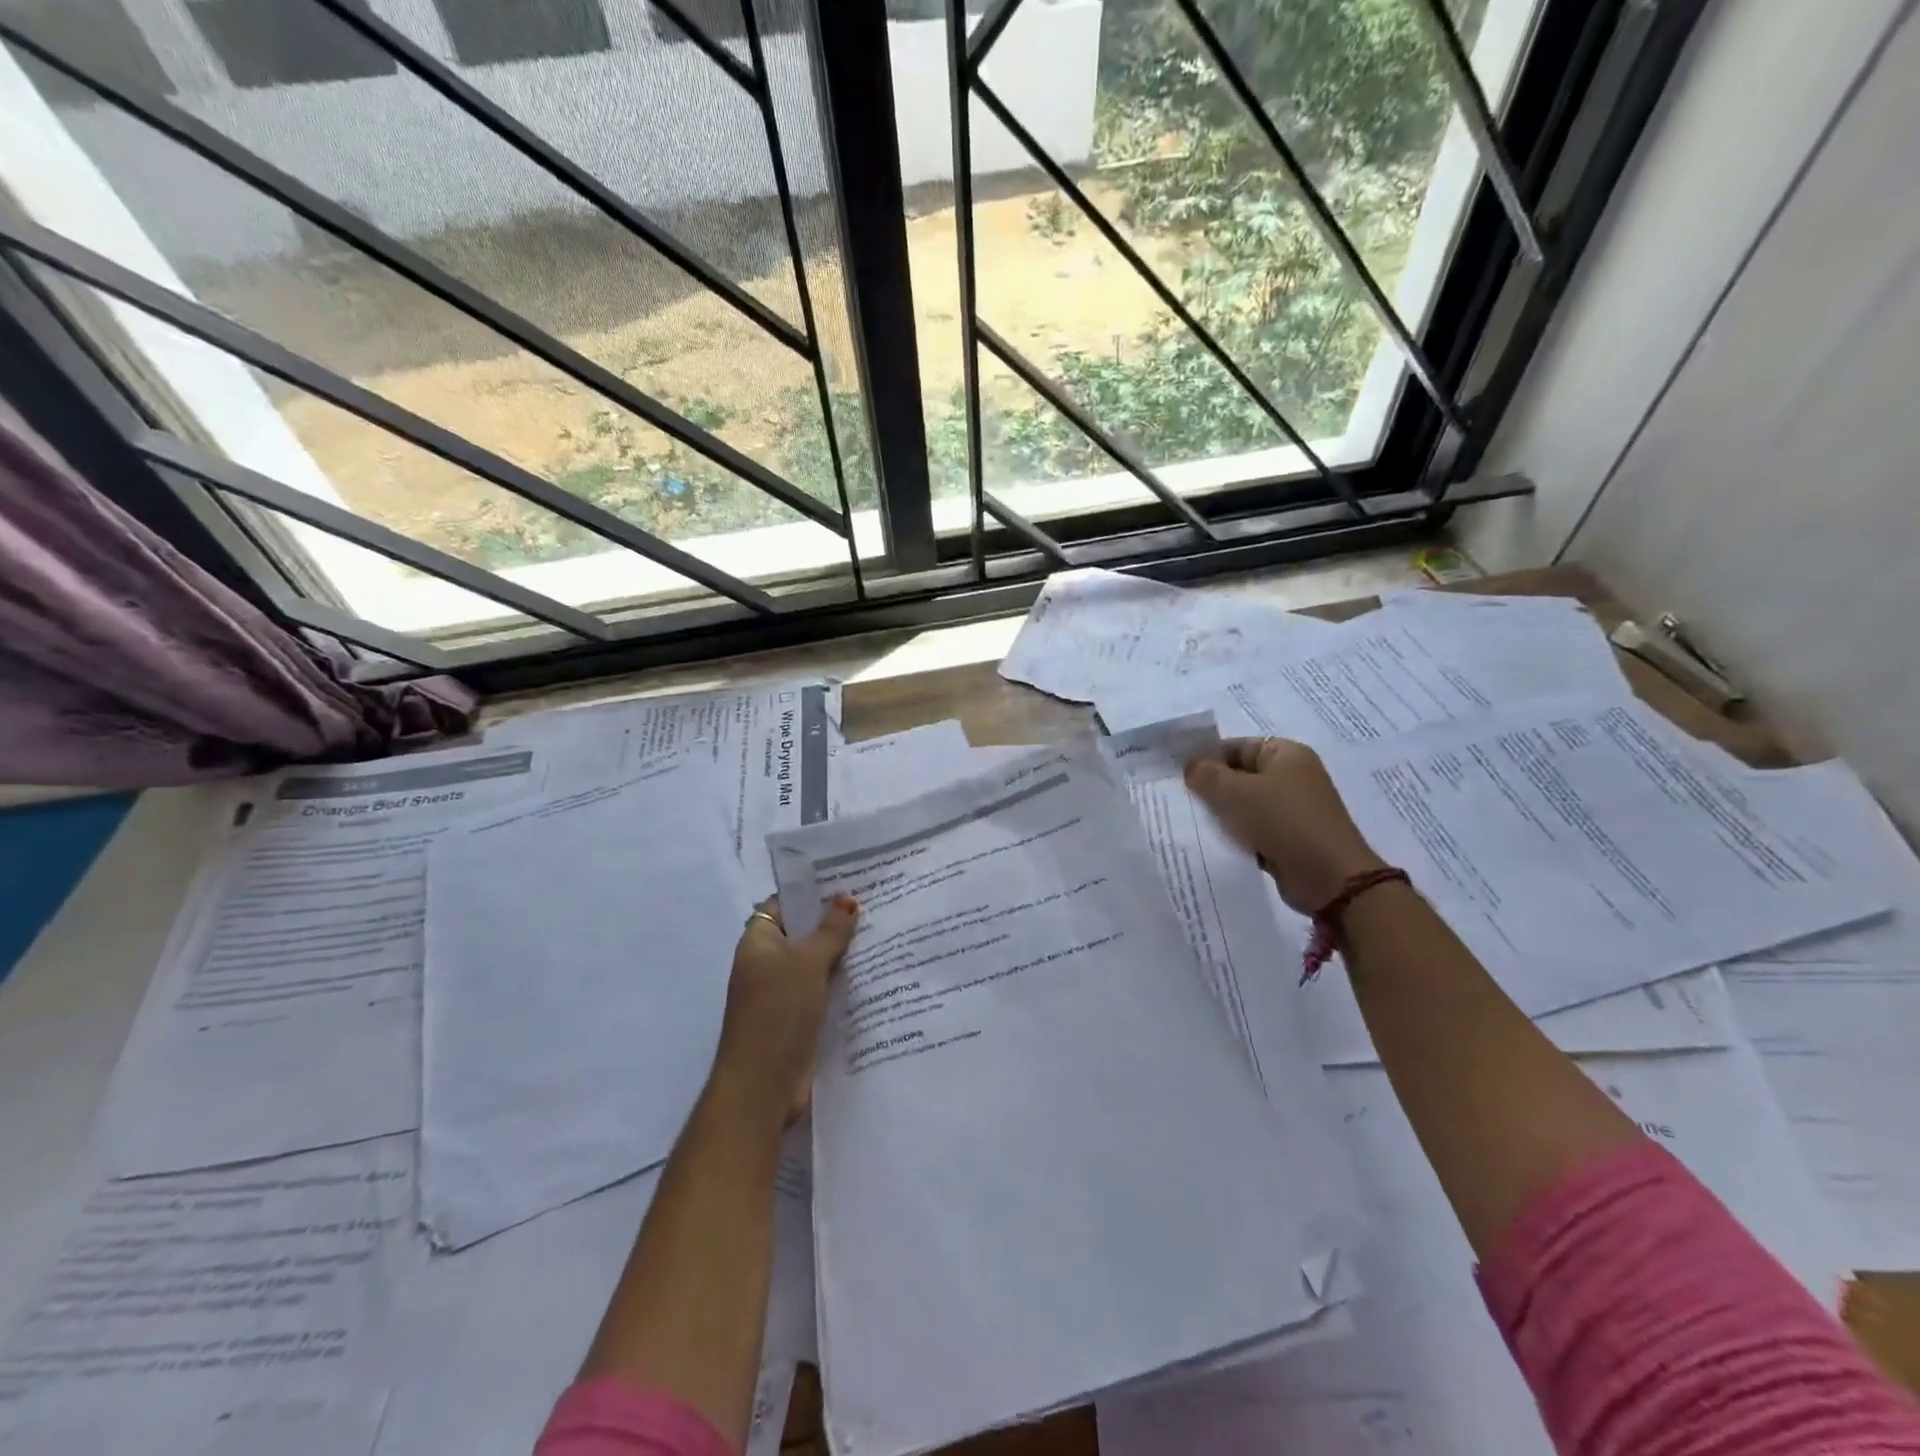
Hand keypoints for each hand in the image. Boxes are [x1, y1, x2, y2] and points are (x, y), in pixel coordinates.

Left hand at [712, 894, 858, 1124]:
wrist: (763, 1085)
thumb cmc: (777, 1011)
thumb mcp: (807, 962)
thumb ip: (829, 931)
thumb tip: (847, 899)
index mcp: (758, 942)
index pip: (783, 904)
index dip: (810, 892)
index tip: (847, 880)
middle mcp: (768, 964)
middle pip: (803, 933)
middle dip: (834, 921)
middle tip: (875, 902)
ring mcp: (784, 993)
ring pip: (817, 963)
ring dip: (844, 953)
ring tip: (884, 930)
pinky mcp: (801, 1018)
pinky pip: (825, 990)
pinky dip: (845, 982)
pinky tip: (876, 971)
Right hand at [1185, 737, 1386, 914]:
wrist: (1329, 878)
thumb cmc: (1283, 821)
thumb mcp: (1236, 792)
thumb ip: (1206, 775)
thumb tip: (1190, 767)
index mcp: (1286, 753)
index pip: (1236, 746)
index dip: (1207, 758)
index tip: (1179, 777)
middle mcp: (1292, 776)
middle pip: (1240, 775)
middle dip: (1212, 788)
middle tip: (1181, 799)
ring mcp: (1292, 809)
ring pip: (1244, 805)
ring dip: (1222, 814)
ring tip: (1193, 822)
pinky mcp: (1289, 838)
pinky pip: (1253, 829)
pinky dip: (1235, 835)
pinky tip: (1213, 842)